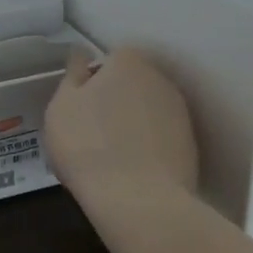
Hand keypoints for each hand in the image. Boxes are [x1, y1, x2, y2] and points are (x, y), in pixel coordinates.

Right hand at [45, 47, 197, 198]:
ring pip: (148, 112)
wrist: (138, 200)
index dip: (92, 82)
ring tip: (112, 156)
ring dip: (133, 124)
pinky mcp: (191, 145)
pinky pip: (161, 138)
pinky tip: (132, 171)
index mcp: (128, 61)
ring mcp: (180, 112)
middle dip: (115, 101)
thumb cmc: (87, 145)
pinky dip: (149, 148)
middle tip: (91, 132)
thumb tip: (81, 52)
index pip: (109, 60)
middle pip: (132, 84)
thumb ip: (72, 74)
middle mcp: (160, 78)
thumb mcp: (61, 106)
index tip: (79, 108)